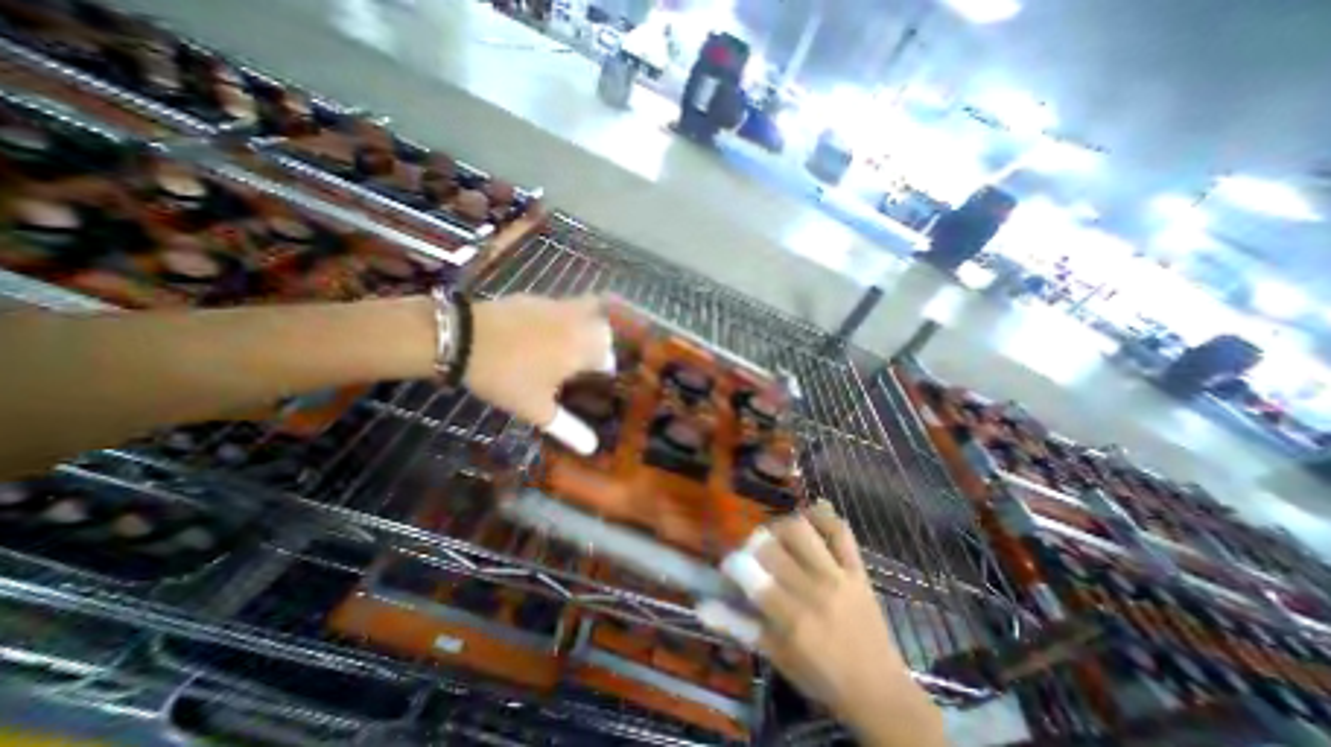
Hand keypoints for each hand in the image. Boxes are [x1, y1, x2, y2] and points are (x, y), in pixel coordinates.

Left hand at [463, 295, 611, 452]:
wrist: (462, 339)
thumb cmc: (507, 376)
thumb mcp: (537, 409)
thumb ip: (568, 429)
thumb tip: (592, 448)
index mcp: (585, 348)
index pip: (610, 357)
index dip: (605, 371)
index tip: (592, 383)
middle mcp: (578, 323)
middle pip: (605, 328)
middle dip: (602, 344)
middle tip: (585, 363)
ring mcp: (556, 306)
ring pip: (586, 310)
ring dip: (585, 326)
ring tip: (567, 347)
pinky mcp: (535, 298)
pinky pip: (561, 307)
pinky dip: (561, 319)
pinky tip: (539, 335)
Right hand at [697, 502, 946, 746]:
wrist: (879, 691)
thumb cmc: (820, 676)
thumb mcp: (775, 656)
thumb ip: (738, 626)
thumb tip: (701, 606)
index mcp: (792, 619)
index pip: (751, 574)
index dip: (733, 563)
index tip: (730, 566)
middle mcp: (814, 590)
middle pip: (771, 546)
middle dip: (753, 545)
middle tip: (754, 555)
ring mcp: (838, 575)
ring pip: (800, 529)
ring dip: (780, 527)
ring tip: (778, 540)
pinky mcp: (857, 568)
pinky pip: (839, 529)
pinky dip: (821, 516)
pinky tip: (808, 519)